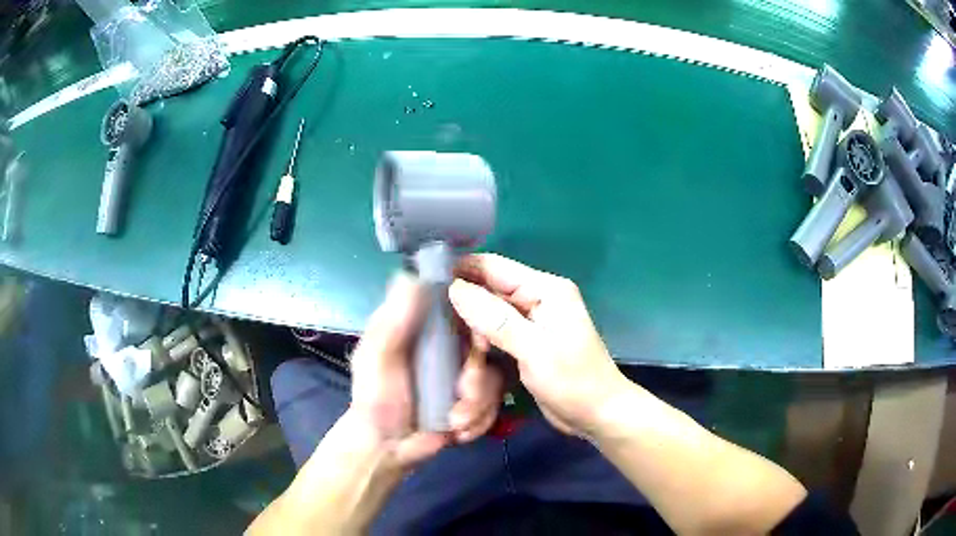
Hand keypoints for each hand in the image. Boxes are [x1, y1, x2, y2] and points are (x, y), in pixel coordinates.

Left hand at [248, 273, 503, 534]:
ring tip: (454, 421)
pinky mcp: (478, 401)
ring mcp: (468, 374)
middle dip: (479, 378)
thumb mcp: (376, 356)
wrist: (389, 447)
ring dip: (478, 404)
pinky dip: (480, 419)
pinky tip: (459, 430)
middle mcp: (452, 345)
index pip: (468, 306)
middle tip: (462, 394)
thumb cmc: (376, 397)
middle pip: (490, 346)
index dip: (480, 319)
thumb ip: (393, 320)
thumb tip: (413, 275)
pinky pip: (496, 402)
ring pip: (497, 377)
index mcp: (429, 326)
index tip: (477, 343)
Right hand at [448, 254, 626, 436]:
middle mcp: (535, 301)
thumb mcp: (535, 350)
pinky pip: (493, 342)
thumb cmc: (574, 382)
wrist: (598, 415)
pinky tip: (474, 379)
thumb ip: (495, 319)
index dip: (460, 272)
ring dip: (474, 348)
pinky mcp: (524, 346)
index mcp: (545, 290)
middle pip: (486, 298)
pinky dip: (483, 359)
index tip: (425, 290)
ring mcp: (529, 325)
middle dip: (467, 325)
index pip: (493, 267)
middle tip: (452, 351)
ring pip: (485, 324)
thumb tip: (455, 288)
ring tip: (467, 379)